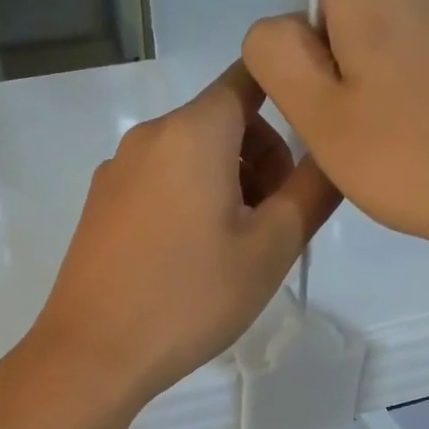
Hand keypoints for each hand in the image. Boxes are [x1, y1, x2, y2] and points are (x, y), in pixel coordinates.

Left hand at [23, 64, 339, 411]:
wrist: (92, 353)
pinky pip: (159, 179)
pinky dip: (190, 197)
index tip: (316, 134)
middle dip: (263, 155)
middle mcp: (149, 135)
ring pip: (191, 152)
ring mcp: (117, 169)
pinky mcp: (100, 203)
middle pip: (223, 118)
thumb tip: (335, 148)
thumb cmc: (190, 297)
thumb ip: (313, 189)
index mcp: (193, 130)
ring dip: (228, 180)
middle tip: (276, 220)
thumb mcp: (271, 248)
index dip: (291, 90)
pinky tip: (192, 256)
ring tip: (236, 247)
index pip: (252, 74)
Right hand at [241, 0, 428, 276]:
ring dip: (355, 56)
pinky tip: (404, 127)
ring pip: (381, 16)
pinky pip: (415, 39)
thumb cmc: (414, 158)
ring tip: (363, 128)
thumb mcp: (322, 117)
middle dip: (319, 30)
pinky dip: (392, 68)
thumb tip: (276, 25)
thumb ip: (279, 57)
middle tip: (318, 108)